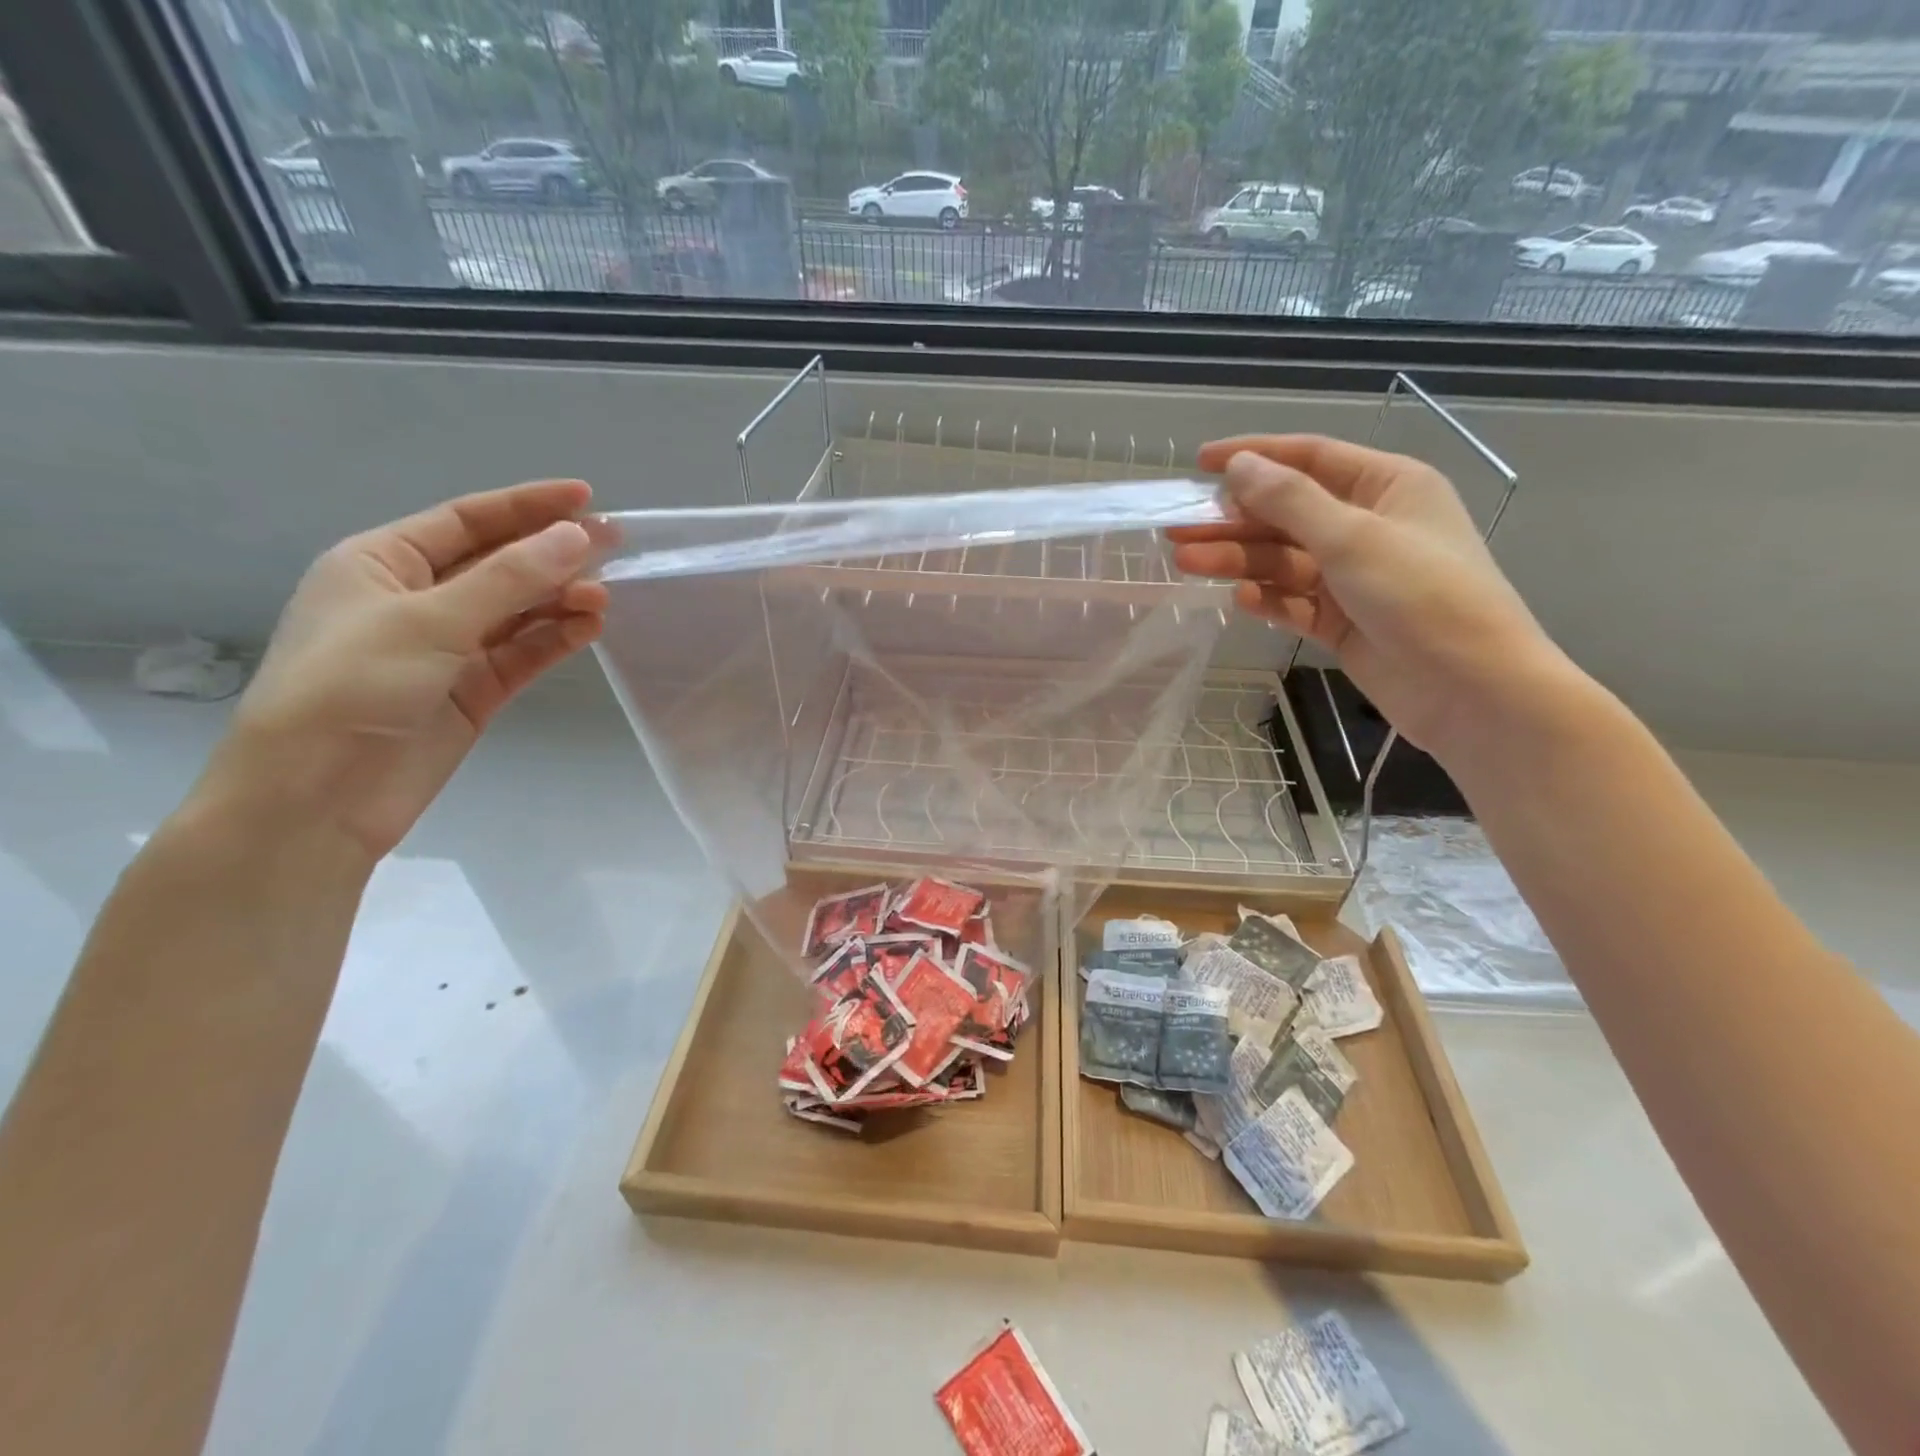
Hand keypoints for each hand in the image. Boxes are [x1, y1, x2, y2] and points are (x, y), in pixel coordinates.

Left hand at [198, 480, 611, 864]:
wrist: (319, 795)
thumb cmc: (353, 686)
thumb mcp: (429, 619)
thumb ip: (510, 578)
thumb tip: (578, 537)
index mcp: (382, 563)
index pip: (467, 520)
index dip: (526, 506)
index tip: (586, 498)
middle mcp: (417, 599)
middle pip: (498, 565)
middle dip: (553, 555)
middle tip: (615, 546)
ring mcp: (448, 648)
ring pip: (518, 611)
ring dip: (560, 600)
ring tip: (604, 598)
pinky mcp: (473, 691)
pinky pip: (523, 653)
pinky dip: (556, 639)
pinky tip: (589, 628)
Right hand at [1168, 435, 1568, 760]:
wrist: (1470, 689)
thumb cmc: (1422, 596)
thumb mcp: (1352, 537)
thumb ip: (1290, 500)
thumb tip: (1238, 465)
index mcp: (1387, 487)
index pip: (1310, 458)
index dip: (1255, 457)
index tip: (1200, 464)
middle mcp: (1369, 526)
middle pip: (1288, 514)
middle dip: (1234, 520)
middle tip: (1178, 528)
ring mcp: (1354, 578)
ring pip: (1284, 560)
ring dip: (1239, 560)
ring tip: (1187, 562)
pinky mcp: (1342, 622)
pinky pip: (1294, 602)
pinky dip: (1268, 600)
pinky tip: (1240, 600)